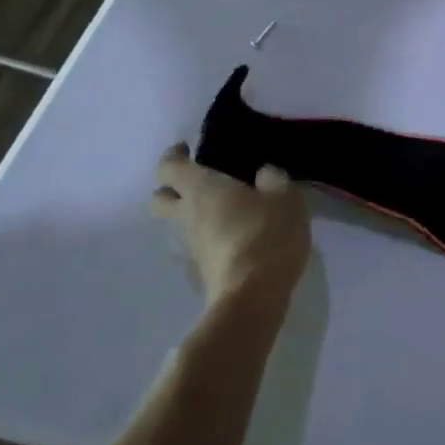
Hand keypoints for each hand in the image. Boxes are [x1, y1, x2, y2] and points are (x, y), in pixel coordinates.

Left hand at [151, 144, 310, 316]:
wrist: (252, 294)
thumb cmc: (266, 233)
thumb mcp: (285, 197)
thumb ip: (273, 179)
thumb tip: (264, 174)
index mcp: (200, 188)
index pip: (168, 166)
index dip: (175, 155)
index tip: (190, 150)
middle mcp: (185, 215)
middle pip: (159, 198)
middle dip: (173, 188)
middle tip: (201, 183)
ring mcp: (187, 247)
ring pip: (175, 225)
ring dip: (191, 216)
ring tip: (225, 213)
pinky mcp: (197, 272)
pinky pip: (194, 247)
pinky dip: (207, 239)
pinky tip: (233, 240)